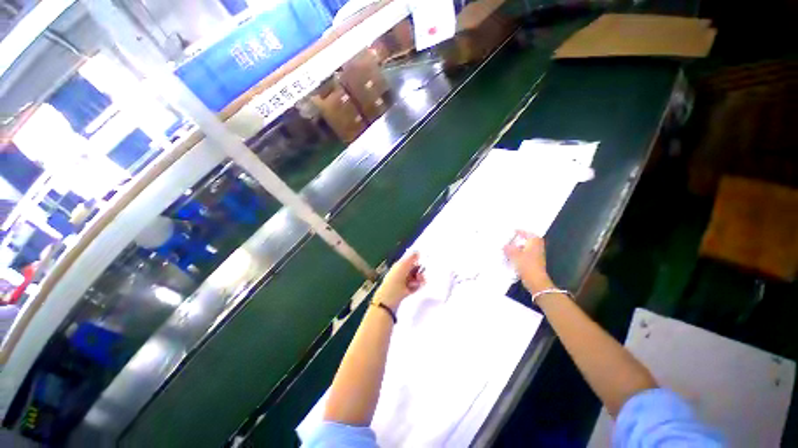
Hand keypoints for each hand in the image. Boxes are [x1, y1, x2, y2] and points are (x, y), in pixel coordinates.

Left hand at [374, 252, 424, 310]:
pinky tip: (412, 289)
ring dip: (418, 281)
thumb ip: (411, 258)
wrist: (388, 299)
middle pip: (416, 270)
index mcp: (399, 265)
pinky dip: (416, 287)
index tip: (419, 265)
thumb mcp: (402, 267)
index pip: (411, 261)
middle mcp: (402, 272)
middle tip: (418, 277)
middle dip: (419, 273)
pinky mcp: (408, 290)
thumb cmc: (394, 281)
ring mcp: (405, 282)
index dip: (416, 263)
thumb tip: (417, 252)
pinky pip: (416, 286)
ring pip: (417, 278)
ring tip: (413, 285)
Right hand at [503, 230, 553, 293]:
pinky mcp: (534, 262)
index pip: (527, 233)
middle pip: (528, 240)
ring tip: (508, 248)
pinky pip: (525, 254)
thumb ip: (509, 249)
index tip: (512, 231)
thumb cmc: (526, 265)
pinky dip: (519, 254)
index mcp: (534, 242)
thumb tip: (505, 246)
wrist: (535, 281)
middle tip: (509, 239)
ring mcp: (537, 255)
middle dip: (519, 239)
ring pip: (526, 248)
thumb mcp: (514, 255)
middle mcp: (537, 247)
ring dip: (518, 247)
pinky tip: (511, 257)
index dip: (520, 231)